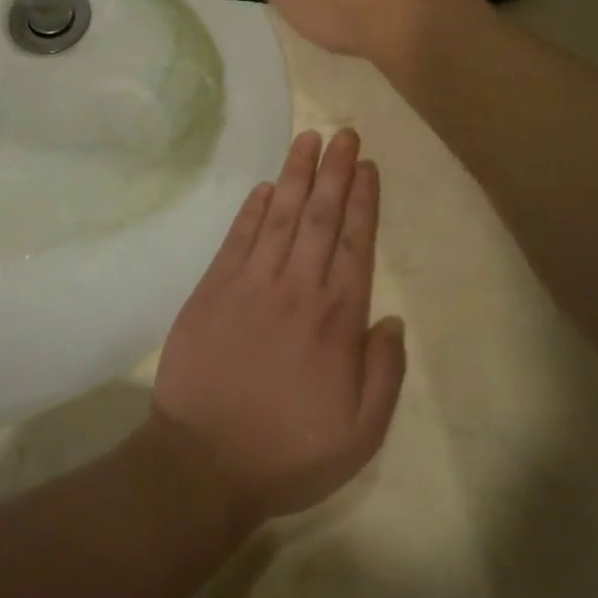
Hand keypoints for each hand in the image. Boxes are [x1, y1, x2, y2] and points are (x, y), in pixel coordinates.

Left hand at [150, 129, 406, 524]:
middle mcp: (297, 288)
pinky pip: (237, 238)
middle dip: (334, 171)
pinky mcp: (213, 290)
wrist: (203, 464)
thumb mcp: (360, 433)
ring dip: (295, 174)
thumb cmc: (289, 451)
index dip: (363, 200)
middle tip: (343, 132)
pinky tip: (264, 186)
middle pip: (320, 216)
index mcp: (337, 319)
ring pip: (279, 215)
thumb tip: (393, 319)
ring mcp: (251, 284)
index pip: (355, 243)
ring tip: (308, 139)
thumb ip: (384, 372)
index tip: (366, 166)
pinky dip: (252, 209)